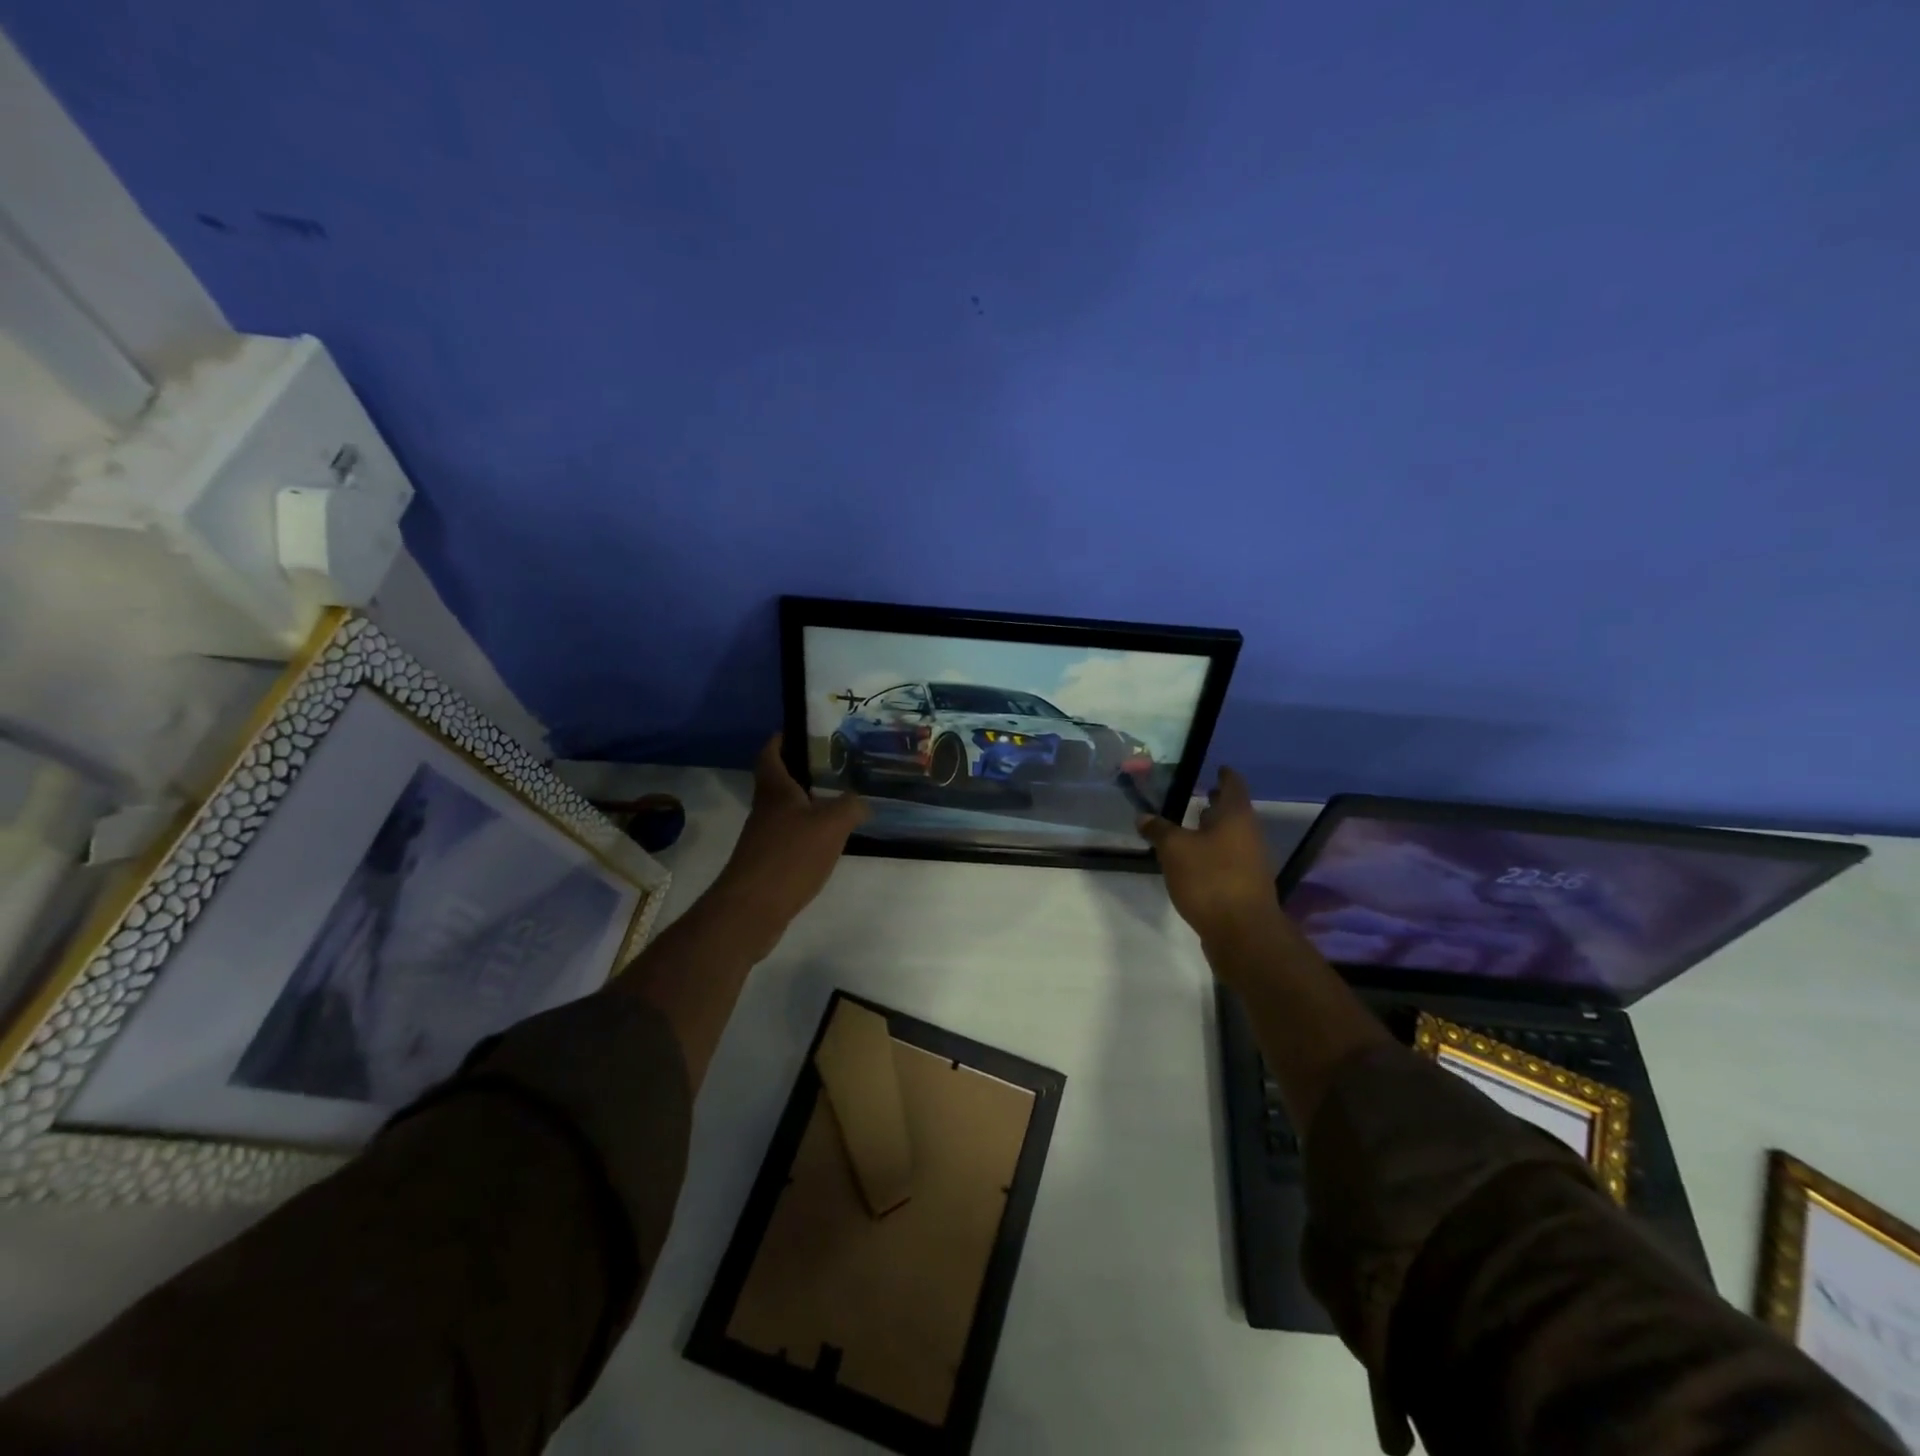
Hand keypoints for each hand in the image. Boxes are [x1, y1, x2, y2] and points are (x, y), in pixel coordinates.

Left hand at [705, 734, 869, 956]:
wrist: (752, 909)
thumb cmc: (789, 856)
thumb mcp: (831, 825)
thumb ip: (850, 806)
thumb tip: (861, 801)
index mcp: (775, 790)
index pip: (771, 754)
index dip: (781, 739)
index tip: (799, 730)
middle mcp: (765, 809)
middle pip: (779, 782)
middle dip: (801, 771)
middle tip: (833, 765)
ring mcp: (763, 837)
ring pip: (786, 810)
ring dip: (807, 803)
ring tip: (838, 800)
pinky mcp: (767, 863)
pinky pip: (790, 837)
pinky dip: (807, 833)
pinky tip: (828, 840)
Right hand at [1137, 766, 1281, 944]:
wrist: (1243, 933)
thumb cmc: (1210, 879)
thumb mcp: (1174, 850)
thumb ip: (1159, 830)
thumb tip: (1144, 816)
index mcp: (1236, 816)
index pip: (1233, 785)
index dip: (1224, 775)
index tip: (1216, 768)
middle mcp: (1248, 834)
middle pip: (1234, 812)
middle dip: (1216, 803)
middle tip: (1197, 794)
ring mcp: (1250, 861)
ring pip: (1231, 837)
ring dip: (1213, 830)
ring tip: (1189, 827)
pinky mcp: (1245, 885)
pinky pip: (1228, 859)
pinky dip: (1213, 852)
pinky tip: (1193, 861)